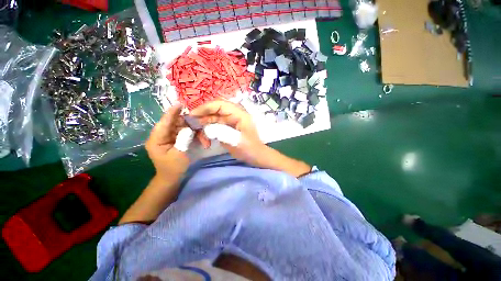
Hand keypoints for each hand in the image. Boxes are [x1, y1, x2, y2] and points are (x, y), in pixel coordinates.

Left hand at [145, 104, 189, 182]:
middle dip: (182, 118)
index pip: (164, 123)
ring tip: (196, 122)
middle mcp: (159, 136)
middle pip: (171, 123)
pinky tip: (194, 129)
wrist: (171, 177)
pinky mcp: (171, 139)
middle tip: (194, 116)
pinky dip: (187, 130)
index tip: (179, 104)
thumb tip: (189, 128)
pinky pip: (179, 131)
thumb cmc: (173, 168)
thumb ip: (183, 140)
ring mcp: (165, 138)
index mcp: (156, 140)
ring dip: (186, 124)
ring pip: (176, 126)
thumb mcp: (179, 154)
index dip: (171, 113)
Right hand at [190, 101, 310, 176]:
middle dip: (203, 116)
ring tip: (198, 134)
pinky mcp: (229, 128)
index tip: (193, 115)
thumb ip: (221, 133)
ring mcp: (232, 121)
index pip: (220, 105)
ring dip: (205, 124)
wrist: (257, 156)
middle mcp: (235, 115)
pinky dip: (209, 130)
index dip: (205, 107)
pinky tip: (206, 138)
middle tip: (192, 124)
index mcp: (240, 114)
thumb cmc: (250, 149)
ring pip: (214, 118)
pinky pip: (216, 125)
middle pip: (216, 110)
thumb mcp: (236, 142)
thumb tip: (206, 127)